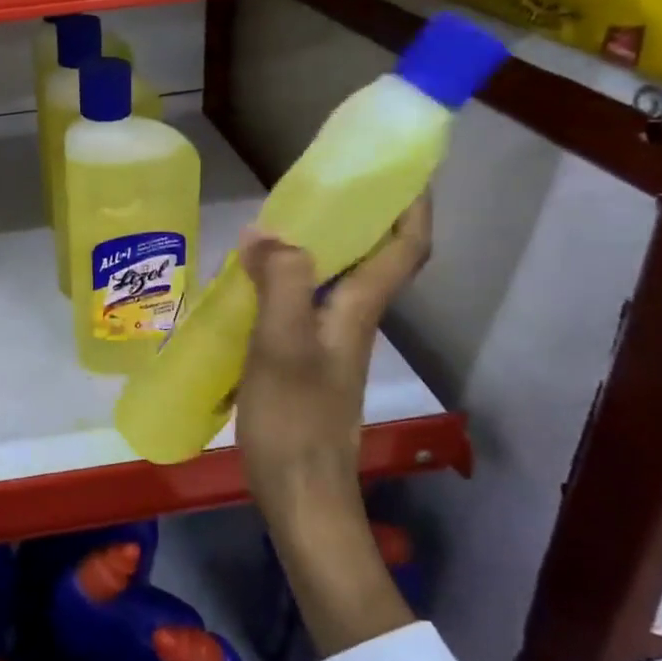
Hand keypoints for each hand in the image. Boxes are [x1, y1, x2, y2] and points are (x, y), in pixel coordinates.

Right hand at [236, 195, 432, 499]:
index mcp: (359, 309)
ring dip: (319, 243)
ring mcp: (329, 341)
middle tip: (321, 180)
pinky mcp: (305, 359)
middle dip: (359, 212)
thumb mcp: (283, 345)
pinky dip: (286, 277)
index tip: (402, 167)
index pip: (405, 247)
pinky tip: (249, 280)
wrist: (299, 493)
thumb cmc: (295, 419)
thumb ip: (280, 283)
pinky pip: (303, 300)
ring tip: (276, 220)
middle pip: (372, 256)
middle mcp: (353, 319)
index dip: (412, 205)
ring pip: (334, 277)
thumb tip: (267, 232)